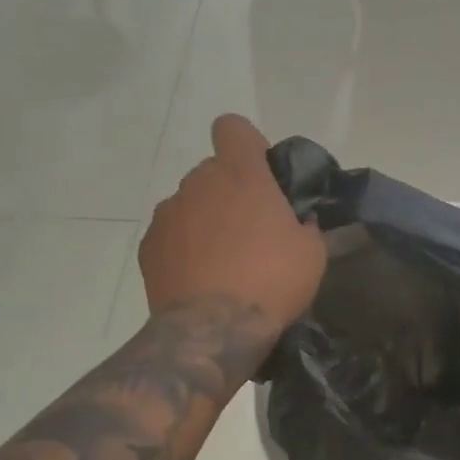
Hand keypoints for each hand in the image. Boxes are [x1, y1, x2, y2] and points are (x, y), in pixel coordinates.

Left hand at [141, 116, 324, 333]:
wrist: (213, 331)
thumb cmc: (272, 280)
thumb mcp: (312, 252)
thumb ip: (304, 224)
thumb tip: (297, 222)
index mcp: (241, 174)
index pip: (233, 128)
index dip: (248, 145)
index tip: (263, 175)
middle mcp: (199, 183)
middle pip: (213, 171)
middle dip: (230, 191)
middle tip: (252, 229)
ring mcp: (168, 214)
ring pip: (190, 203)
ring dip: (206, 220)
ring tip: (223, 261)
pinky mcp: (148, 246)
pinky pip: (171, 234)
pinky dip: (183, 247)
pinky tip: (200, 278)